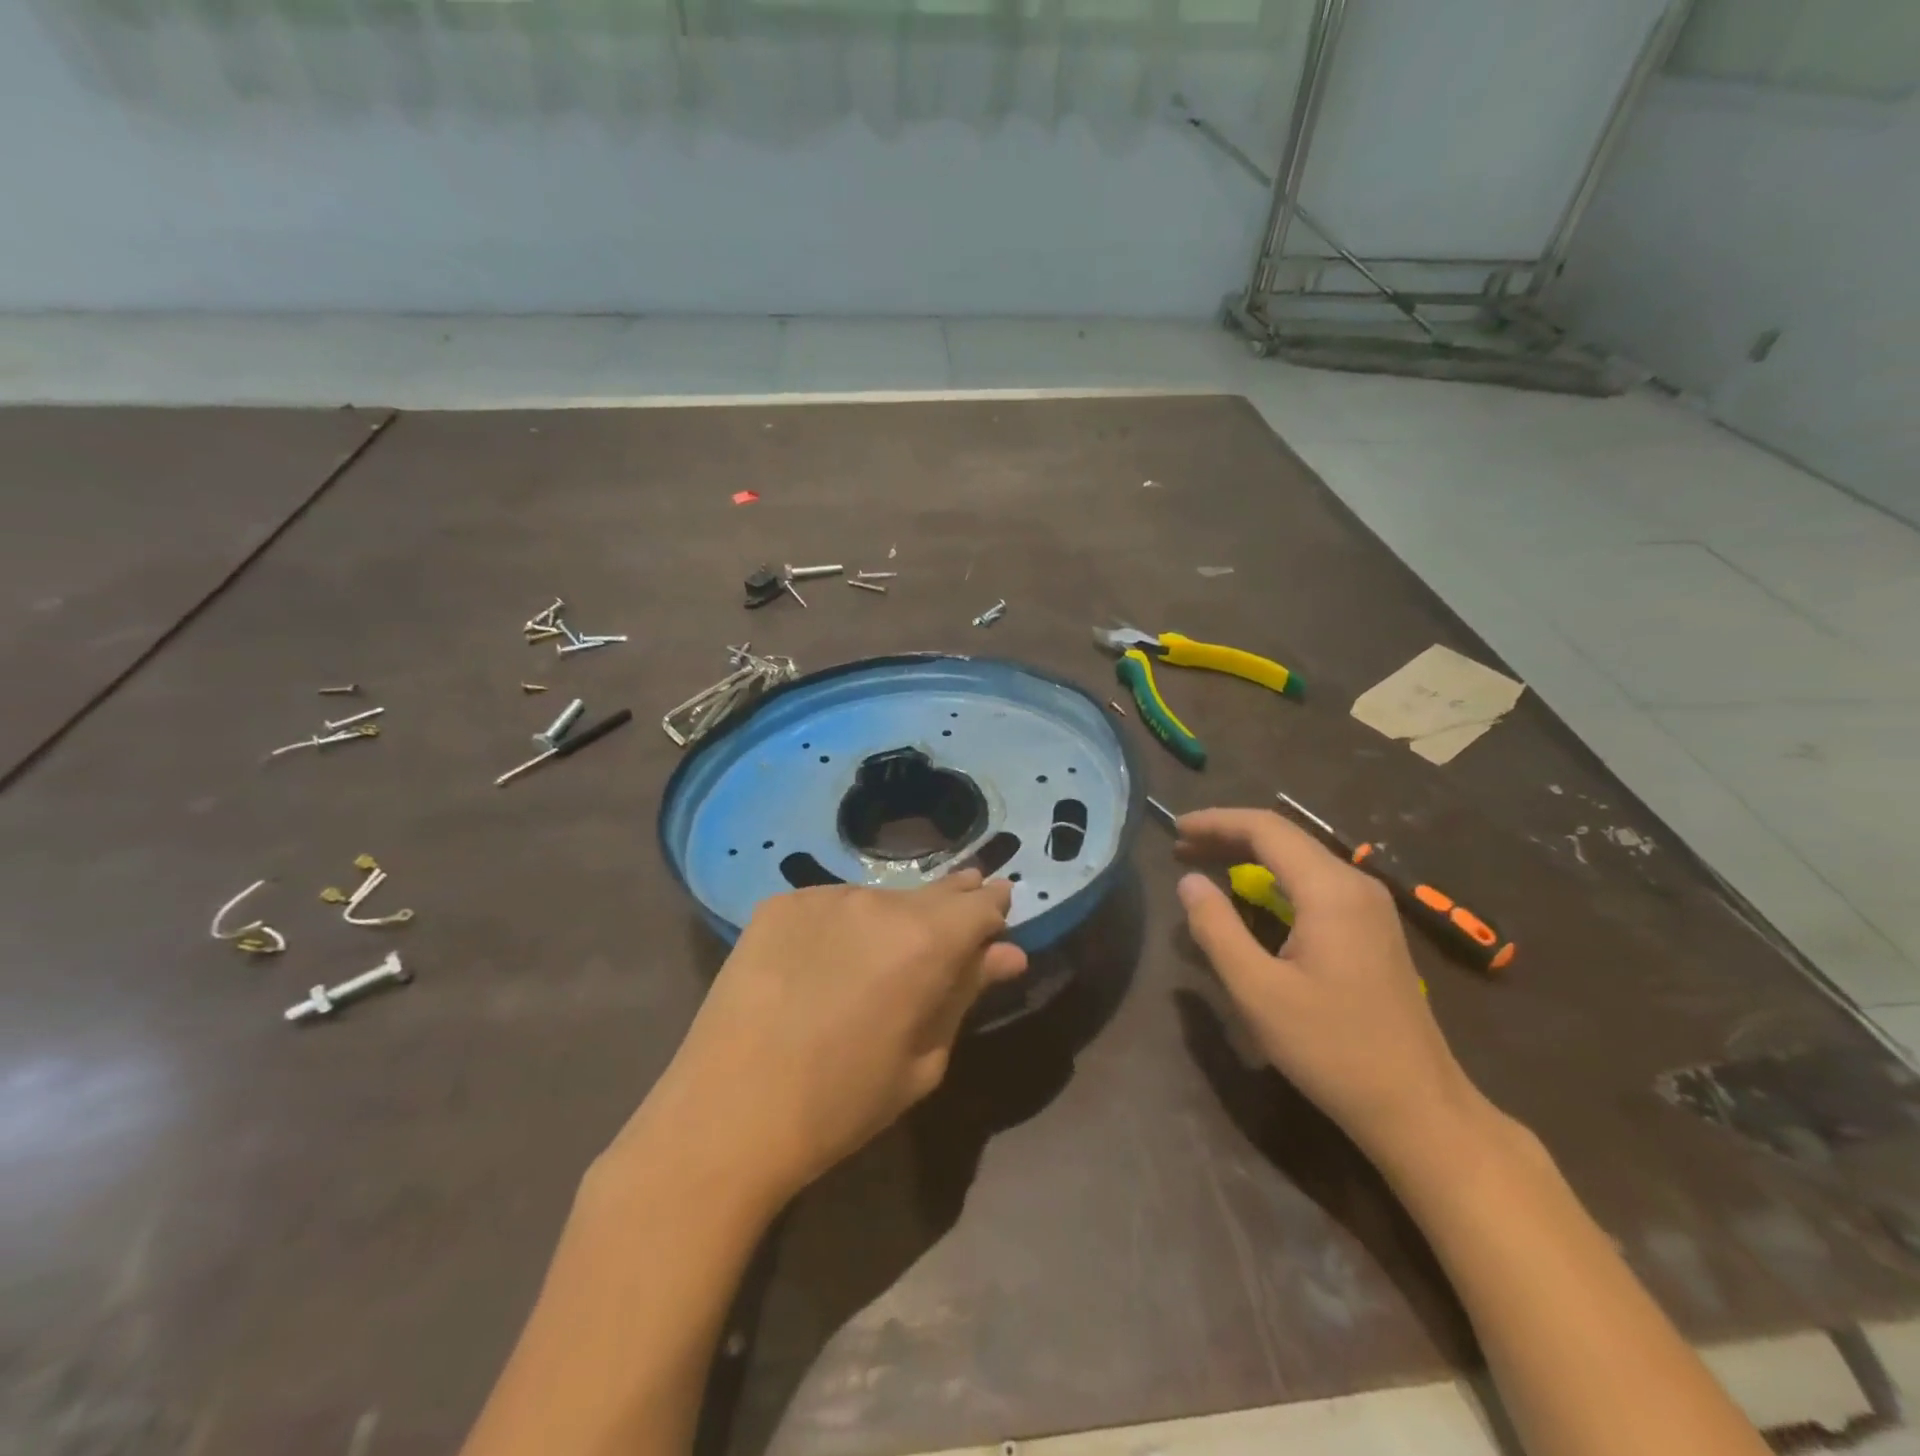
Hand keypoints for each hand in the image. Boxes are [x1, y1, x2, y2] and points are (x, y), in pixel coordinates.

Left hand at [619, 872, 1026, 1203]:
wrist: (727, 1114)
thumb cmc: (842, 1103)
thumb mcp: (923, 1059)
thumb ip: (965, 994)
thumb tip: (1008, 954)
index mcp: (926, 940)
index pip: (981, 904)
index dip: (994, 910)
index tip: (997, 920)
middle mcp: (879, 901)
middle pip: (934, 891)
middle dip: (952, 906)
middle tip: (950, 934)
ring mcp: (824, 896)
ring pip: (880, 898)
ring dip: (893, 919)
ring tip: (880, 957)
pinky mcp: (780, 903)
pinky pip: (831, 905)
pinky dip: (841, 925)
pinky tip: (825, 961)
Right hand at [1173, 808, 1478, 1164]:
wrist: (1418, 1108)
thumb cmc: (1332, 1049)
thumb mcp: (1258, 991)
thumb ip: (1217, 928)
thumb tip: (1188, 881)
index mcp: (1330, 891)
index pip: (1266, 829)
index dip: (1216, 822)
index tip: (1174, 830)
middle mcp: (1355, 885)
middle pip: (1285, 837)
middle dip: (1229, 835)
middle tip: (1181, 848)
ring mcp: (1370, 907)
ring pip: (1301, 858)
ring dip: (1250, 853)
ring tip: (1206, 863)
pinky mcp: (1373, 929)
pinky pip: (1315, 882)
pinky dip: (1274, 876)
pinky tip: (1252, 893)